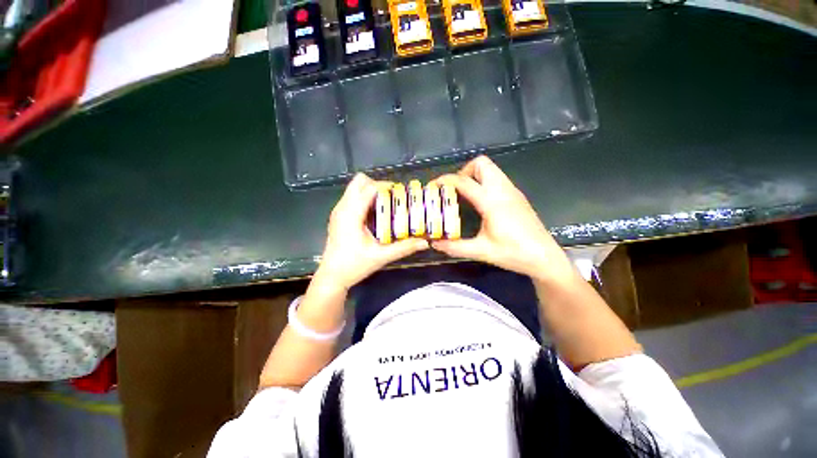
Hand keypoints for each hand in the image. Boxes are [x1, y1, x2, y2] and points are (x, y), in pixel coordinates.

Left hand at [317, 173, 428, 290]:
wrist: (332, 276)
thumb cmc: (354, 266)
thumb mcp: (381, 257)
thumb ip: (404, 248)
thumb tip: (425, 243)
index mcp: (351, 214)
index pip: (369, 188)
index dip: (386, 186)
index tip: (400, 193)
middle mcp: (342, 208)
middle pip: (359, 181)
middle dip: (377, 184)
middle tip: (392, 198)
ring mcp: (338, 211)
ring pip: (354, 188)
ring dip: (371, 191)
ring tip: (386, 205)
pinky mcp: (338, 216)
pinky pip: (352, 197)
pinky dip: (365, 199)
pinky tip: (375, 215)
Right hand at [431, 156, 574, 283]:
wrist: (544, 257)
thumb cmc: (513, 253)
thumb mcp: (481, 251)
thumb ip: (455, 247)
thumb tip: (435, 244)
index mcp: (492, 202)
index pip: (464, 182)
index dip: (445, 180)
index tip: (433, 186)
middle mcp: (503, 190)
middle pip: (482, 163)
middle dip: (464, 171)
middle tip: (454, 190)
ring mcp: (512, 191)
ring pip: (491, 168)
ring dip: (475, 175)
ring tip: (465, 195)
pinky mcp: (517, 195)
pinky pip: (497, 178)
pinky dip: (485, 181)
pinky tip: (480, 202)